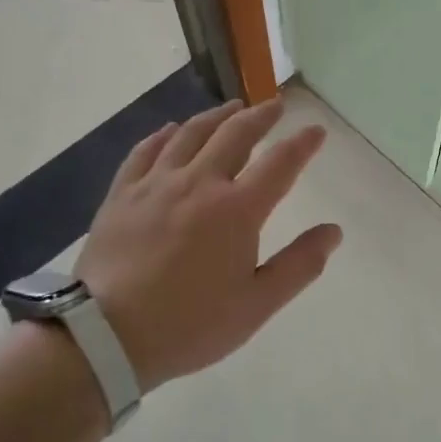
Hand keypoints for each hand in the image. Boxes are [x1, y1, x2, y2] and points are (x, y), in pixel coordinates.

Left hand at [77, 99, 340, 391]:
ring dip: (217, 116)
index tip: (316, 130)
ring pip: (190, 134)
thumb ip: (299, 265)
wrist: (106, 336)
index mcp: (237, 210)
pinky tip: (171, 129)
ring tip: (231, 107)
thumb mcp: (257, 305)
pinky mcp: (123, 194)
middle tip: (275, 105)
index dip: (302, 144)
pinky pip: (146, 151)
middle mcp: (199, 183)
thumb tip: (334, 231)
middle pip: (235, 135)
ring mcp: (156, 184)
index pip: (280, 163)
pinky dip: (164, 134)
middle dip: (260, 116)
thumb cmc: (190, 324)